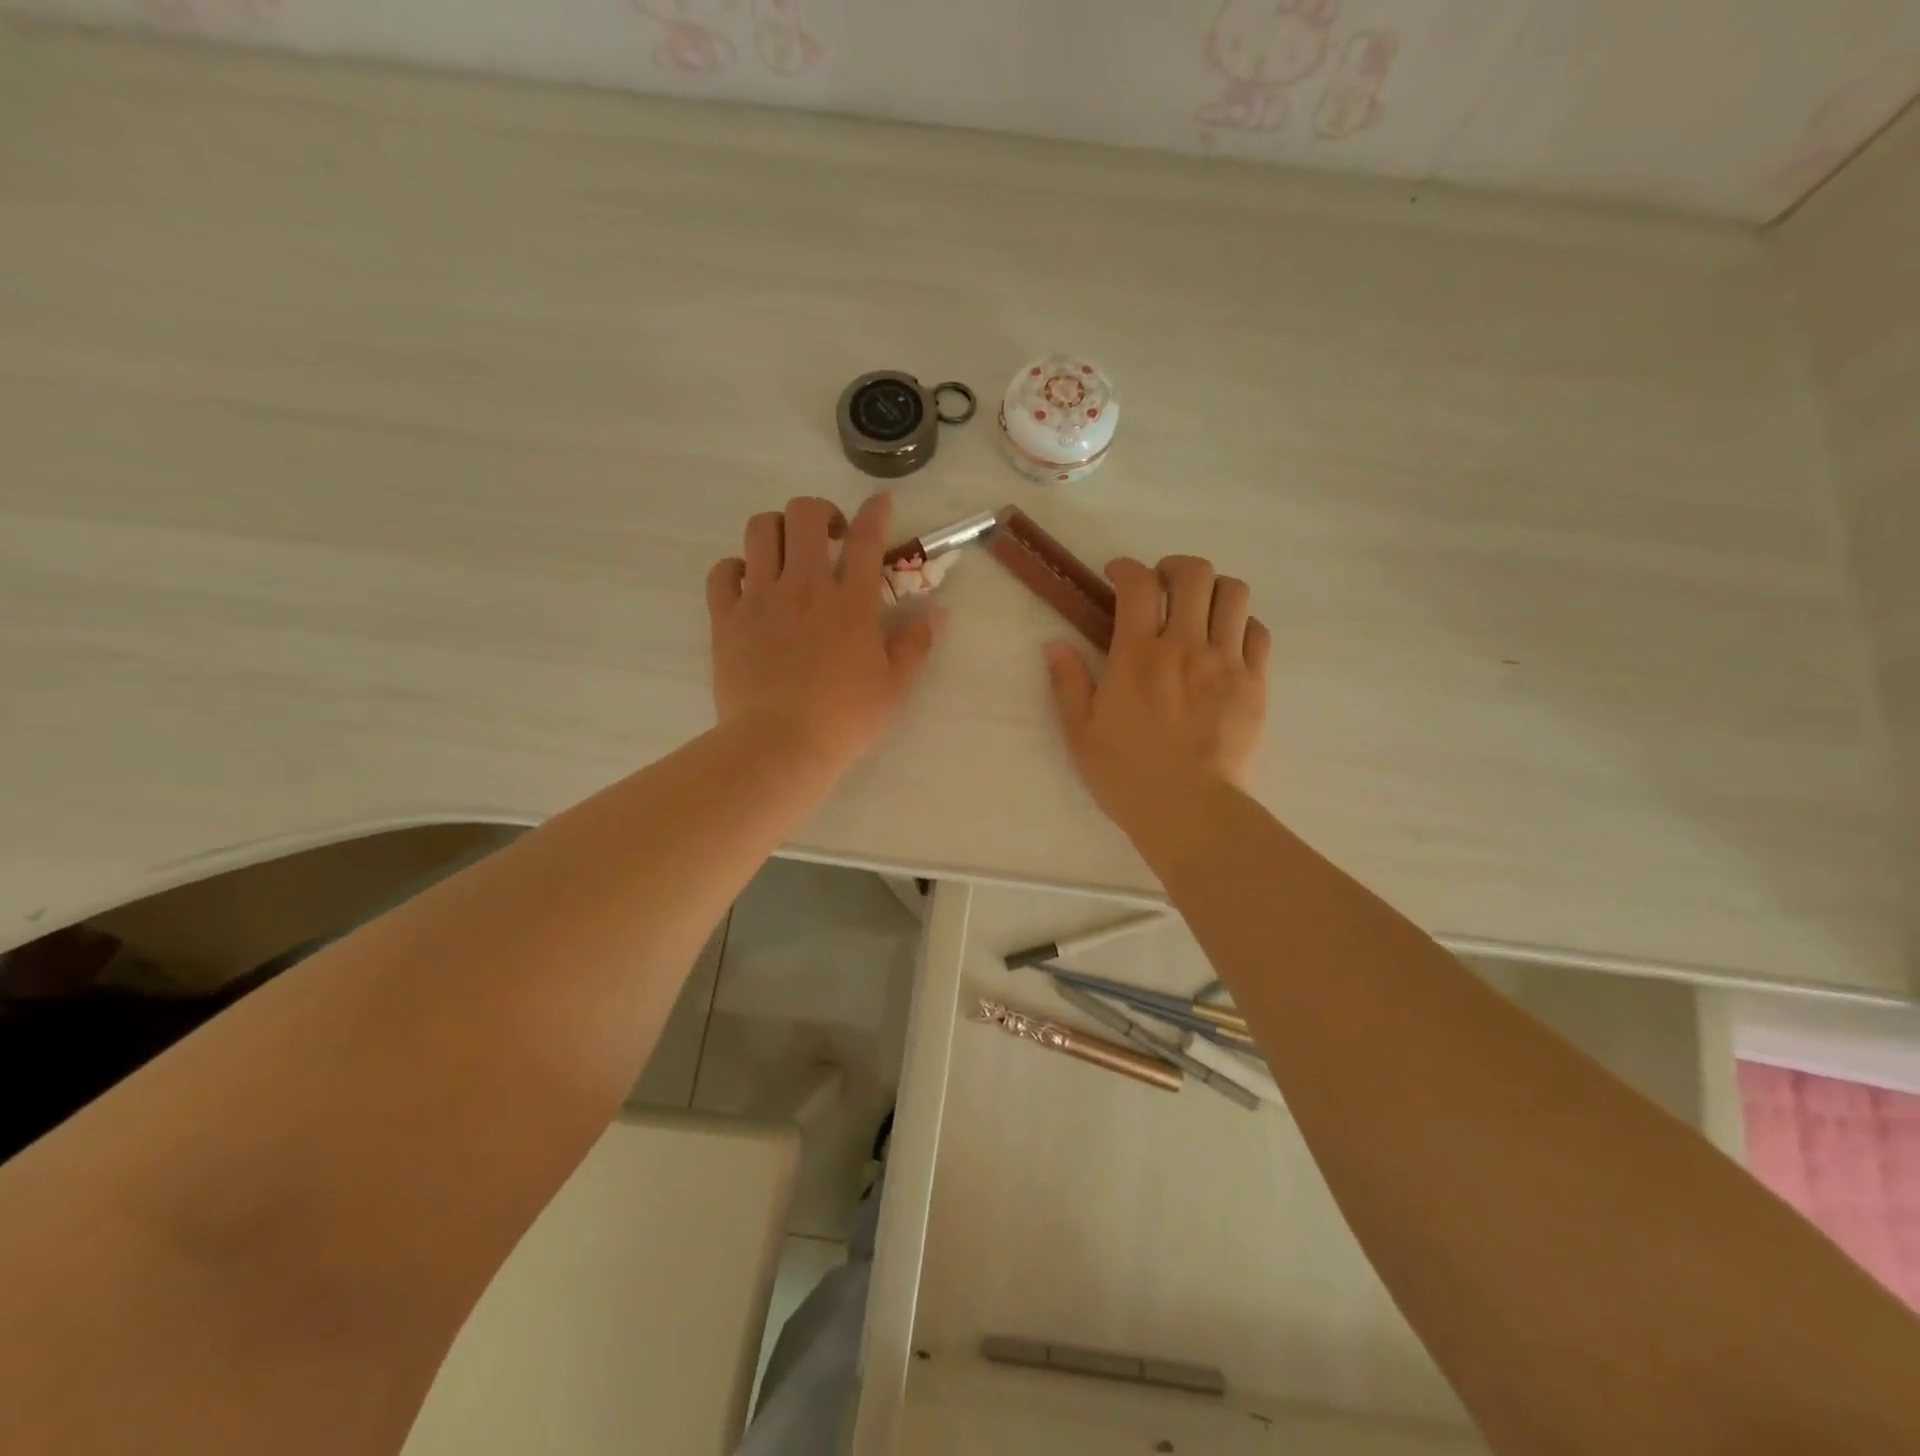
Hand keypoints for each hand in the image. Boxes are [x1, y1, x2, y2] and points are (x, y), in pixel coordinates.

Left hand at [707, 494, 938, 771]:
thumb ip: (916, 644)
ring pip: (759, 530)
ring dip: (777, 529)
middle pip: (805, 514)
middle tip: (829, 536)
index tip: (880, 502)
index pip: (865, 539)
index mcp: (850, 602)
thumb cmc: (844, 719)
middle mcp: (805, 586)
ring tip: (787, 552)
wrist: (779, 744)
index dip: (875, 512)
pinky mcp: (726, 618)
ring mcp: (760, 598)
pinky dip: (735, 568)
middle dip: (820, 511)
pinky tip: (748, 582)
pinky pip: (722, 571)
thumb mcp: (895, 687)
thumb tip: (937, 613)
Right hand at [1043, 555, 1269, 831]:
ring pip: (1233, 594)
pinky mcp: (1254, 683)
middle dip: (1174, 567)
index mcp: (1137, 655)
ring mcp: (1226, 662)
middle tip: (1160, 586)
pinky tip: (1225, 641)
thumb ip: (1068, 682)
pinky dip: (1241, 624)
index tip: (1117, 575)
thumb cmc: (1127, 774)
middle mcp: (1185, 646)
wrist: (1189, 810)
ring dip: (1212, 589)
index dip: (1126, 568)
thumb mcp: (1080, 732)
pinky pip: (1258, 632)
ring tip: (1196, 608)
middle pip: (1194, 574)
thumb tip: (1054, 644)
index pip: (1138, 585)